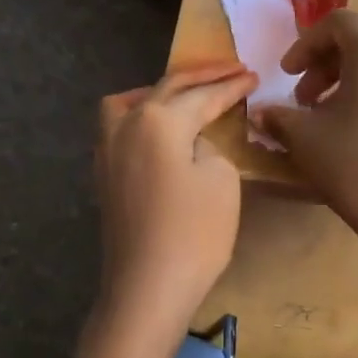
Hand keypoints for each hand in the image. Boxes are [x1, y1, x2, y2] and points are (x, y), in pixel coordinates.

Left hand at [95, 63, 257, 330]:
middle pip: (166, 90)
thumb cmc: (193, 233)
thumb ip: (209, 146)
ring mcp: (108, 151)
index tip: (253, 76)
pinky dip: (144, 117)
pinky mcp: (105, 176)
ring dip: (162, 93)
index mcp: (157, 120)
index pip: (202, 96)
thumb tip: (193, 144)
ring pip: (133, 104)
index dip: (231, 86)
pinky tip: (160, 130)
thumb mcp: (221, 180)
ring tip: (188, 96)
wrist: (147, 287)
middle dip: (201, 78)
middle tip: (232, 70)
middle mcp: (125, 125)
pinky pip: (123, 128)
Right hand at [252, 12, 357, 280]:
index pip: (336, 23)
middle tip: (306, 101)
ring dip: (354, 83)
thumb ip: (279, 117)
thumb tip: (261, 113)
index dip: (304, 46)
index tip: (286, 75)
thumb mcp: (306, 140)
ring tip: (335, 120)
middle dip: (328, 67)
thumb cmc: (357, 167)